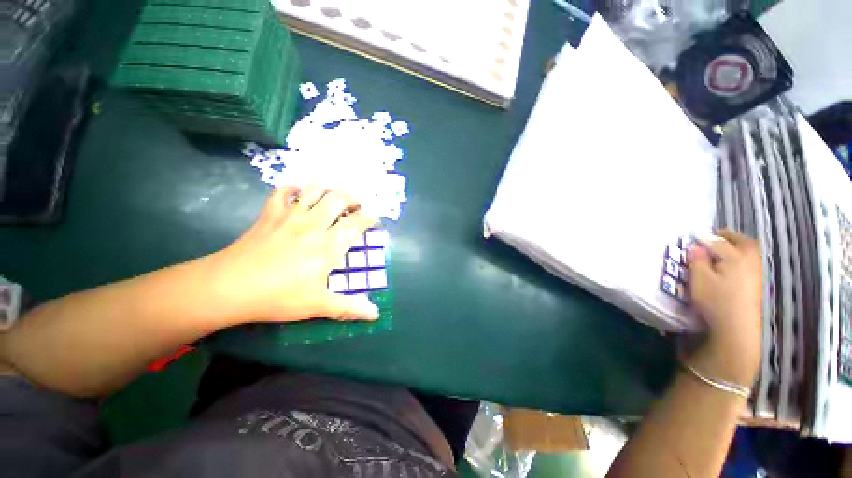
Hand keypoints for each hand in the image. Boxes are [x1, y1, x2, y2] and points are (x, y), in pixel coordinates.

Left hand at [209, 186, 379, 322]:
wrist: (228, 288)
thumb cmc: (277, 297)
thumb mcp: (317, 306)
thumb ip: (348, 307)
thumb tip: (376, 314)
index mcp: (327, 246)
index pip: (355, 223)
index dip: (369, 218)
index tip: (374, 219)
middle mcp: (312, 225)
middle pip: (338, 199)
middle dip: (352, 199)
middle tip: (356, 207)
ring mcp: (289, 216)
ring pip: (314, 190)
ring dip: (328, 190)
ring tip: (334, 198)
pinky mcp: (269, 214)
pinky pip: (282, 191)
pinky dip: (294, 188)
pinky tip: (299, 194)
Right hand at [687, 230, 762, 386]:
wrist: (736, 329)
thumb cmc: (716, 301)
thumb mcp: (699, 280)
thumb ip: (697, 260)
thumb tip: (695, 246)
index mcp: (736, 257)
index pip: (718, 241)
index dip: (704, 238)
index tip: (692, 237)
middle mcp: (750, 261)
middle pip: (742, 242)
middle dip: (728, 237)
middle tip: (713, 237)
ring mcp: (756, 274)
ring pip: (748, 253)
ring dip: (735, 248)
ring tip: (719, 251)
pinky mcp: (756, 286)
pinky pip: (749, 264)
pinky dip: (739, 259)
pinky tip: (727, 267)